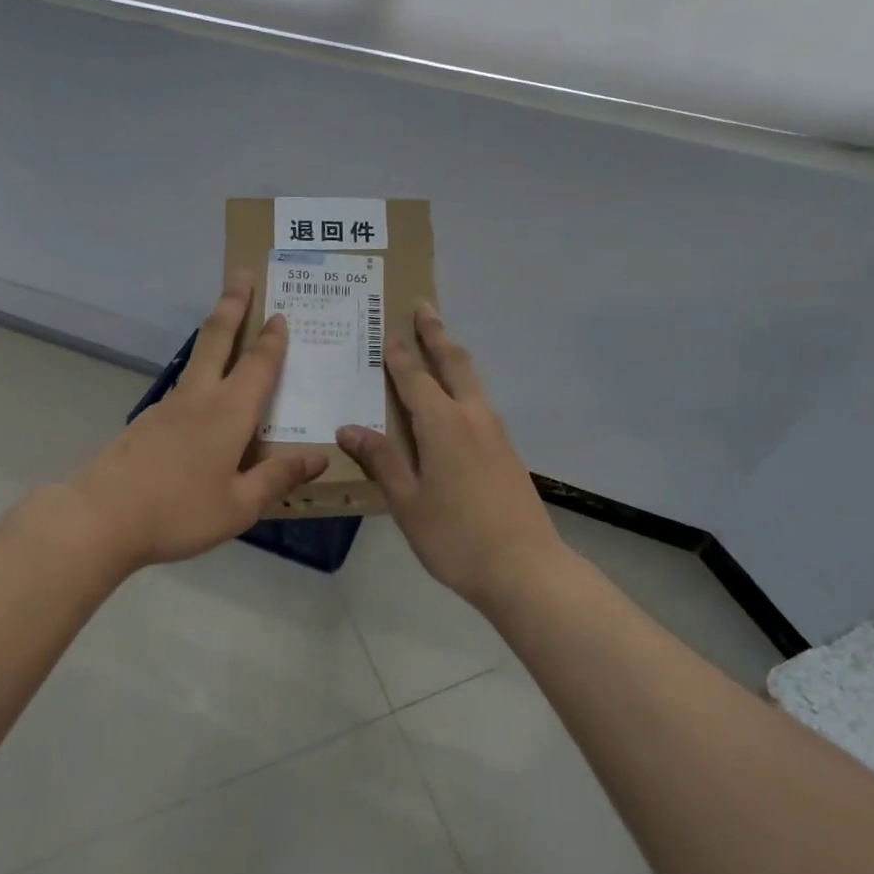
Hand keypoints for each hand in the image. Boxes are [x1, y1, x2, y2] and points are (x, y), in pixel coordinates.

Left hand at [61, 272, 328, 571]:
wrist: (101, 517)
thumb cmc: (179, 511)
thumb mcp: (240, 505)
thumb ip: (278, 478)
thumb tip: (319, 458)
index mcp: (229, 412)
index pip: (258, 364)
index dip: (272, 339)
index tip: (280, 313)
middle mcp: (199, 398)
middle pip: (217, 338)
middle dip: (233, 304)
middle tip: (242, 275)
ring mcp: (167, 407)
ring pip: (197, 359)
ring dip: (215, 335)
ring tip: (229, 328)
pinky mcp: (146, 422)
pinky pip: (183, 388)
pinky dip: (200, 376)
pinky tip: (203, 401)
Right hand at [338, 304, 562, 606]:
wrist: (525, 567)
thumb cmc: (455, 536)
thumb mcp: (407, 501)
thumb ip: (381, 460)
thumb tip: (348, 427)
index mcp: (443, 424)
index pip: (415, 378)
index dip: (399, 354)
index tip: (389, 328)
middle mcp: (472, 417)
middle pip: (454, 363)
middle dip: (437, 333)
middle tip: (424, 306)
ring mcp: (495, 433)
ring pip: (472, 381)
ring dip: (453, 356)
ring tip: (439, 343)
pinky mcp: (507, 451)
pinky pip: (480, 403)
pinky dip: (464, 385)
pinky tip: (456, 401)